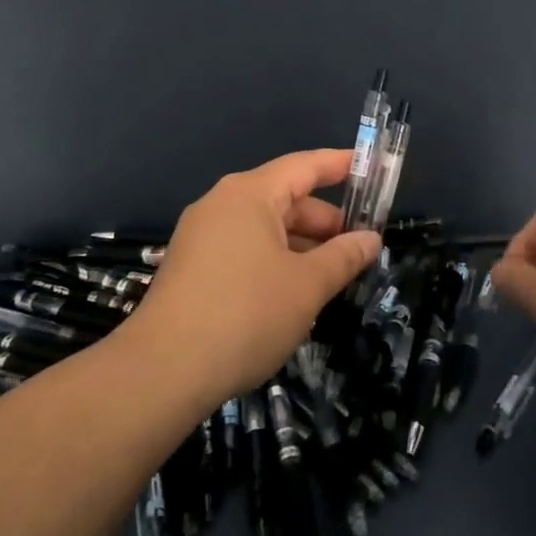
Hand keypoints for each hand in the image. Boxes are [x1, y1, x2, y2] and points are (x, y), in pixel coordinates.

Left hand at [125, 150, 381, 405]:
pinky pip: (243, 249)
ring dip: (300, 245)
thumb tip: (370, 239)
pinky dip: (274, 260)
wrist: (164, 370)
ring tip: (331, 276)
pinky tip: (293, 293)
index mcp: (249, 194)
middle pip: (284, 198)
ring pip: (264, 228)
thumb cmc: (247, 314)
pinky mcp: (191, 267)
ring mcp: (201, 236)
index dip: (340, 165)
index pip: (304, 166)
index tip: (369, 166)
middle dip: (324, 221)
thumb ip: (343, 257)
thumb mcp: (307, 286)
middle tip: (359, 247)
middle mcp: (221, 204)